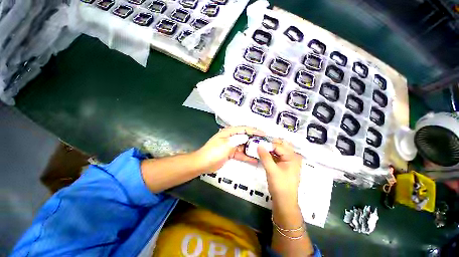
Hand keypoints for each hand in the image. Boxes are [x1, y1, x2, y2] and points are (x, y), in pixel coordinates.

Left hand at [195, 126, 265, 172]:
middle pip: (245, 137)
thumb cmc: (214, 152)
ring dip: (252, 148)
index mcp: (229, 132)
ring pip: (244, 146)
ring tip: (262, 151)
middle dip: (255, 140)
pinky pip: (241, 154)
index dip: (254, 130)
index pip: (244, 129)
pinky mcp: (231, 153)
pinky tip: (255, 160)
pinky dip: (247, 156)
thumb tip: (246, 137)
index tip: (263, 134)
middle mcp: (231, 137)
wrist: (203, 163)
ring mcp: (232, 146)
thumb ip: (237, 140)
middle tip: (265, 143)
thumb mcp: (226, 144)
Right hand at [257, 140, 301, 204]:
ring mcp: (288, 161)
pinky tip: (264, 155)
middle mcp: (292, 157)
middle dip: (270, 145)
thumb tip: (259, 144)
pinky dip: (271, 154)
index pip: (278, 146)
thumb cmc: (280, 185)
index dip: (267, 145)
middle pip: (280, 146)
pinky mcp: (284, 165)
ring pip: (278, 150)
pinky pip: (277, 156)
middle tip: (259, 145)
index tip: (257, 145)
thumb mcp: (271, 170)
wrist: (284, 201)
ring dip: (269, 149)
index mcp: (292, 157)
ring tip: (260, 149)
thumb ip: (265, 156)